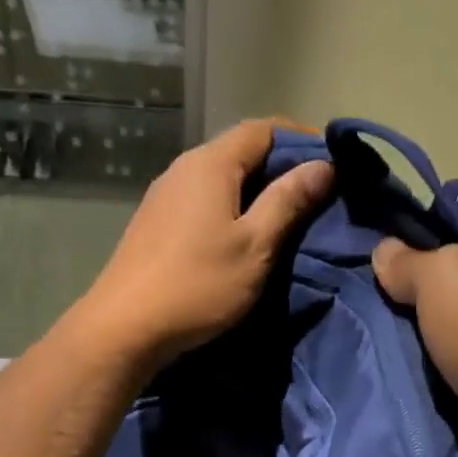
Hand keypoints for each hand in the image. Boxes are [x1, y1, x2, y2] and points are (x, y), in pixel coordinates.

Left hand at [77, 119, 332, 369]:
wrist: (126, 327)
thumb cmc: (198, 285)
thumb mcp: (255, 245)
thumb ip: (288, 202)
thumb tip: (323, 165)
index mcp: (211, 164)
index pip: (263, 128)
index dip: (301, 139)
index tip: (331, 164)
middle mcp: (183, 168)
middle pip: (240, 152)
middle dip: (280, 168)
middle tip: (316, 198)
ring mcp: (164, 196)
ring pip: (220, 180)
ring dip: (255, 192)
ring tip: (285, 221)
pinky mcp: (156, 225)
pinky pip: (203, 203)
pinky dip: (230, 210)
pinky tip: (242, 239)